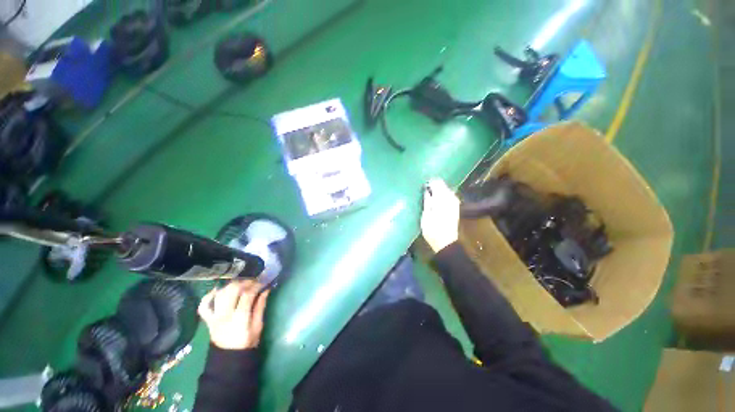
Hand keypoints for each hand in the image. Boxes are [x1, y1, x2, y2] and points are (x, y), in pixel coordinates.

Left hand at [198, 280, 269, 349]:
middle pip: (232, 290)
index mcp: (240, 318)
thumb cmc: (247, 342)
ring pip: (220, 294)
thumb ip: (260, 306)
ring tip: (241, 284)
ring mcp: (214, 317)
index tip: (263, 282)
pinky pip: (204, 306)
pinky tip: (218, 290)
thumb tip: (266, 290)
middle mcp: (225, 315)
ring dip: (231, 285)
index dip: (256, 285)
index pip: (247, 294)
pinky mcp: (208, 320)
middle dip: (244, 282)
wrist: (229, 357)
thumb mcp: (258, 325)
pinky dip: (209, 296)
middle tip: (253, 281)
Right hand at [421, 179, 459, 252]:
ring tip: (430, 192)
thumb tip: (427, 189)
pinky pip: (449, 195)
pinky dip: (443, 194)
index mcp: (441, 199)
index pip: (437, 183)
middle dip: (435, 185)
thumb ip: (427, 200)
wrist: (445, 242)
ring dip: (439, 189)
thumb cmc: (432, 229)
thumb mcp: (426, 215)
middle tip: (426, 188)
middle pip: (443, 185)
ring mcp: (454, 203)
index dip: (430, 182)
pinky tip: (438, 198)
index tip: (423, 184)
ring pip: (447, 190)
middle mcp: (450, 198)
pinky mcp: (455, 208)